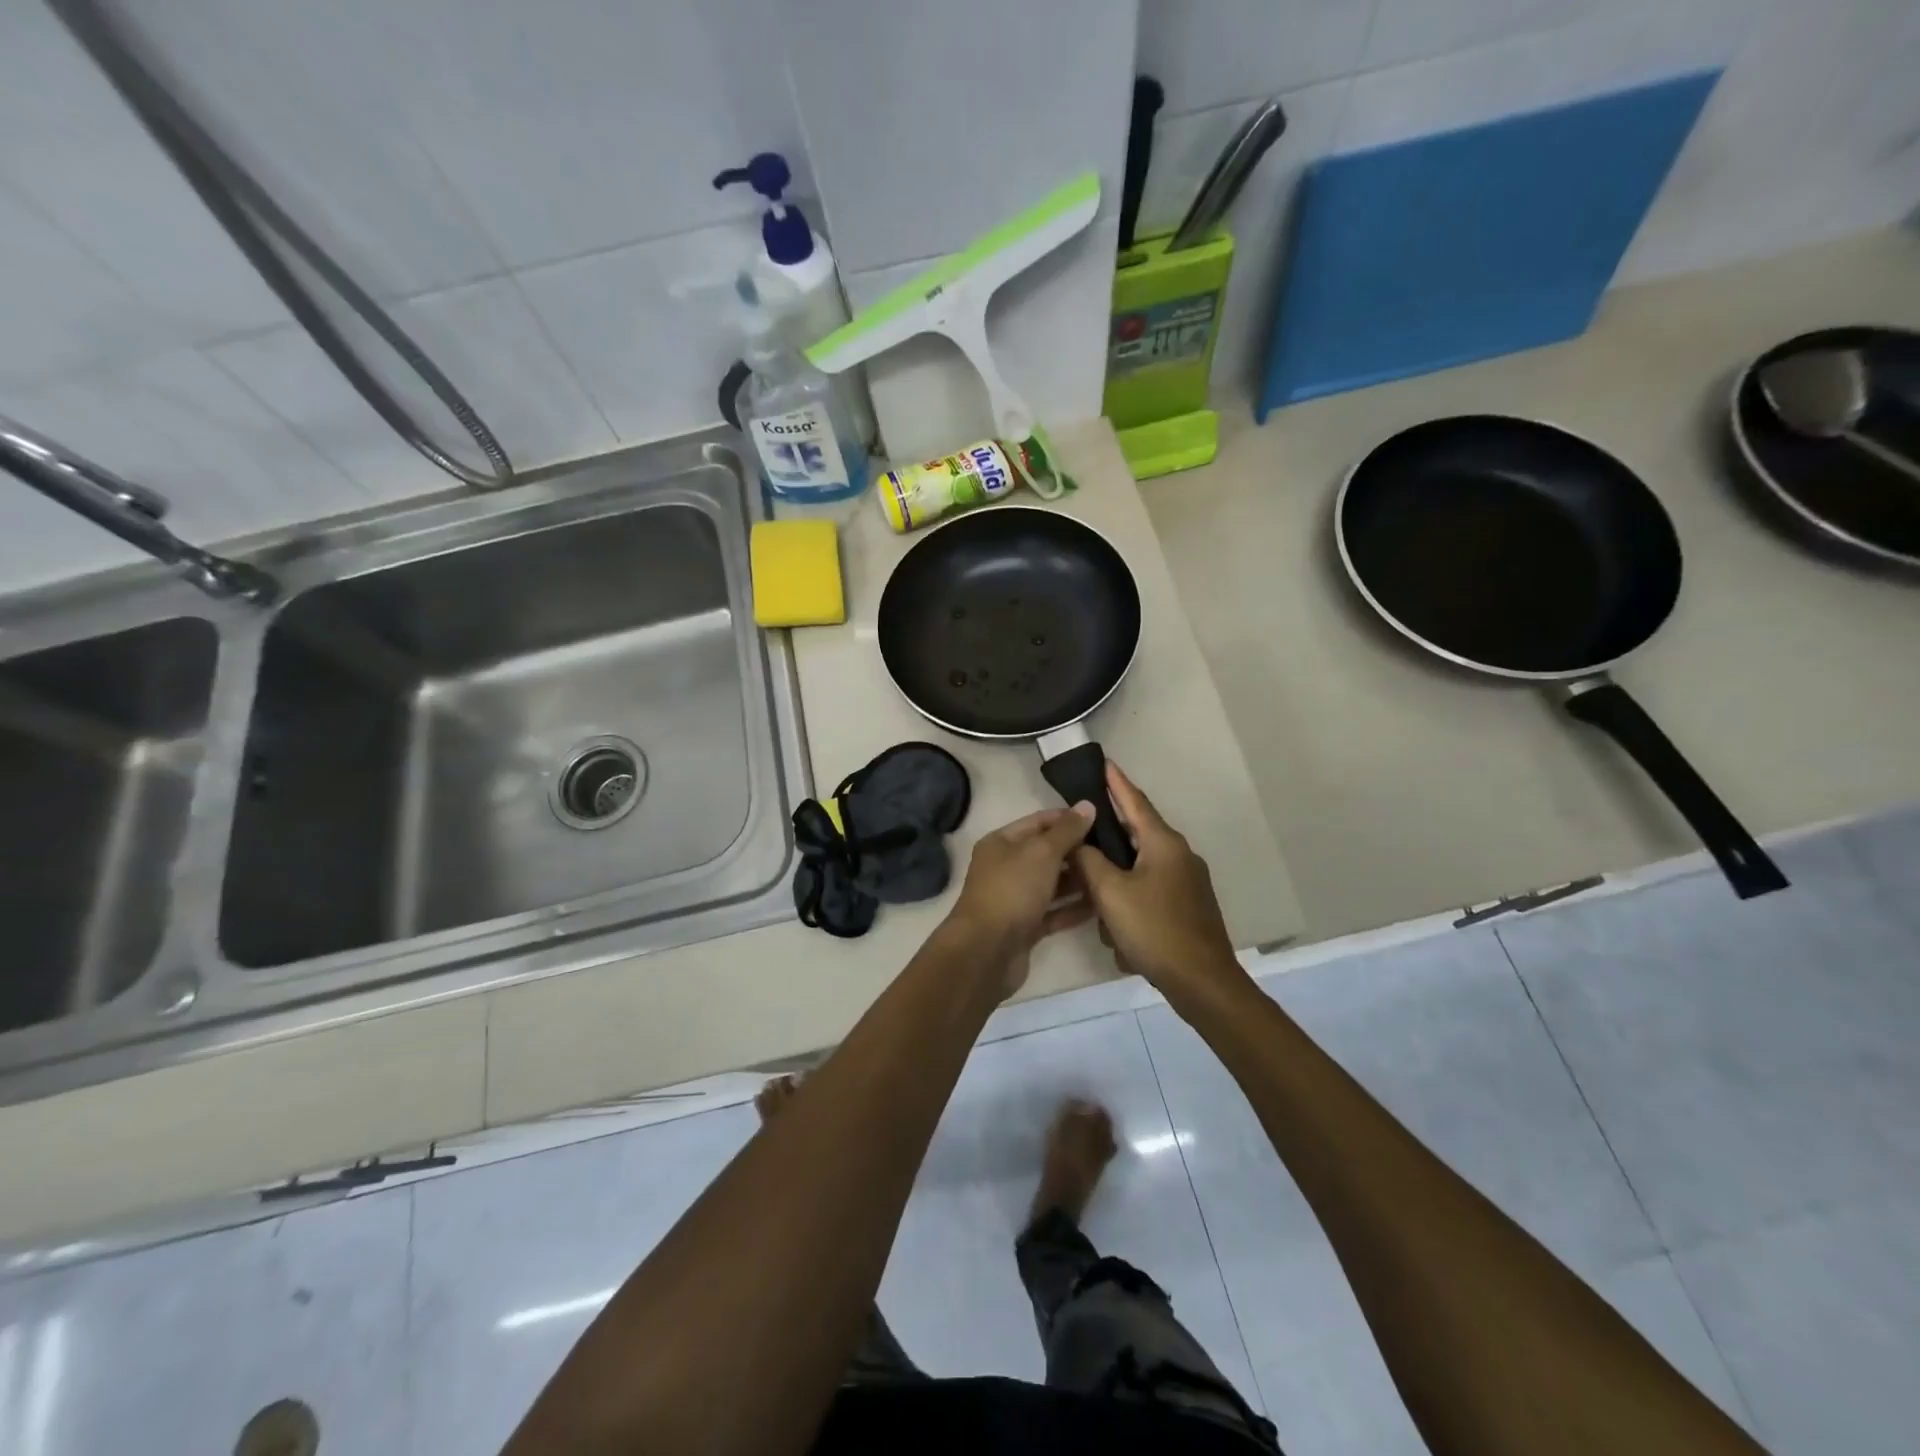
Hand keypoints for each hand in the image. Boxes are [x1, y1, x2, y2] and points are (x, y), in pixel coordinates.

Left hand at [948, 804, 1096, 995]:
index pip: (1038, 822)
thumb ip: (1067, 831)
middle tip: (1114, 850)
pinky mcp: (1025, 927)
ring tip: (1112, 875)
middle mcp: (1005, 868)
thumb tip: (1087, 805)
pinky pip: (1054, 912)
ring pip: (1052, 884)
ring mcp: (1015, 899)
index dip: (1067, 818)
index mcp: (1001, 843)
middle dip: (1077, 851)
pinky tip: (1102, 905)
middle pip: (1046, 854)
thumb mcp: (1042, 852)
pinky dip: (1074, 908)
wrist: (986, 950)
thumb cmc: (1012, 890)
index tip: (1100, 819)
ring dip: (1079, 880)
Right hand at [1073, 763, 1250, 1010]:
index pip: (1135, 801)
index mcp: (1163, 843)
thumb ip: (1089, 861)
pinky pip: (1150, 891)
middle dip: (1107, 839)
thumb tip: (1077, 841)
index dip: (1116, 782)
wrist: (1202, 982)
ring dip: (1116, 882)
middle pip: (1136, 834)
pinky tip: (1117, 929)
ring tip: (1094, 902)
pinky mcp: (1188, 905)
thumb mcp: (1110, 893)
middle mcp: (1179, 855)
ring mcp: (1187, 881)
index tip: (1103, 762)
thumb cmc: (1154, 930)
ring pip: (1140, 868)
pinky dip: (1130, 902)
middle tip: (1079, 834)